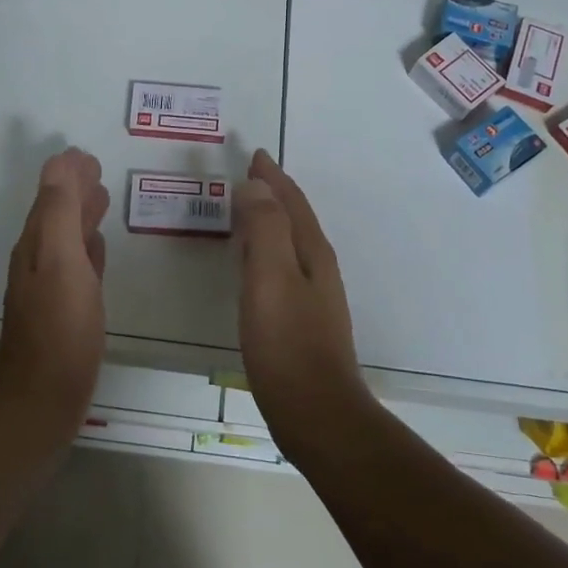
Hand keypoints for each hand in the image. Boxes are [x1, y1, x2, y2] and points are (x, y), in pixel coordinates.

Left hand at [0, 147, 109, 433]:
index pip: (50, 197)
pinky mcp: (65, 312)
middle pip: (57, 215)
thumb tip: (61, 163)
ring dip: (82, 218)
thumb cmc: (60, 325)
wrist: (45, 395)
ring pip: (68, 240)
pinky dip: (88, 250)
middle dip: (75, 192)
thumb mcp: (60, 258)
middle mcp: (39, 261)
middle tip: (98, 172)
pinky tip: (98, 250)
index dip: (66, 175)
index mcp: (36, 245)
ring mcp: (51, 288)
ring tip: (103, 201)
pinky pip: (78, 268)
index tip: (87, 156)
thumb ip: (60, 210)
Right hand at [234, 150, 371, 458]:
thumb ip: (264, 228)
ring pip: (291, 243)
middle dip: (274, 194)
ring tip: (249, 211)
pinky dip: (268, 251)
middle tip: (250, 176)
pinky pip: (283, 267)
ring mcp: (314, 296)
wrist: (316, 412)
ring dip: (272, 221)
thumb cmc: (287, 343)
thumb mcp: (270, 278)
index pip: (291, 202)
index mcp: (311, 252)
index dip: (272, 178)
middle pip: (295, 219)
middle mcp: (317, 267)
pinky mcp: (303, 321)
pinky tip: (255, 266)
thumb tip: (256, 186)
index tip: (255, 155)